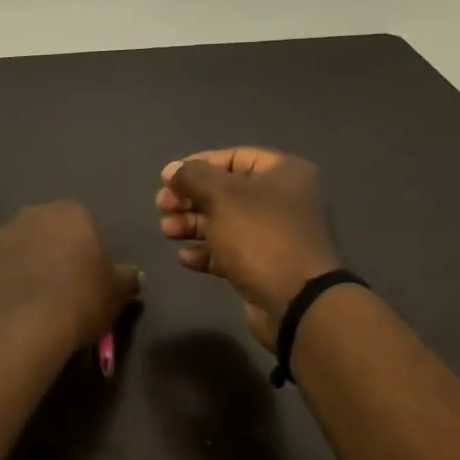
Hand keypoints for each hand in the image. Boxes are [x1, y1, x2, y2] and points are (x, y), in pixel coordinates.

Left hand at [0, 202, 140, 352]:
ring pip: (21, 246)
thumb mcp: (118, 292)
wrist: (26, 329)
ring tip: (39, 296)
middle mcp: (31, 215)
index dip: (88, 247)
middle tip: (66, 283)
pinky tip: (18, 305)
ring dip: (29, 262)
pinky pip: (1, 268)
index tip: (91, 273)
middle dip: (55, 249)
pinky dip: (8, 280)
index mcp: (69, 212)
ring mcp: (0, 237)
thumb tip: (133, 275)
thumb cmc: (81, 300)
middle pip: (48, 229)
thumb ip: (127, 277)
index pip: (84, 221)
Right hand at [155, 148, 343, 349]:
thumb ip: (193, 177)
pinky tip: (185, 258)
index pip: (234, 157)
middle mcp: (284, 200)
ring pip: (226, 222)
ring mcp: (276, 236)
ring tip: (167, 232)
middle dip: (191, 199)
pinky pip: (231, 251)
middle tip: (162, 208)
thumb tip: (172, 170)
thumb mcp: (222, 196)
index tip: (167, 180)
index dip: (197, 165)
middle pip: (227, 191)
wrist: (297, 302)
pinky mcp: (266, 266)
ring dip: (193, 225)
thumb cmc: (261, 236)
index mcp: (284, 173)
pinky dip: (207, 252)